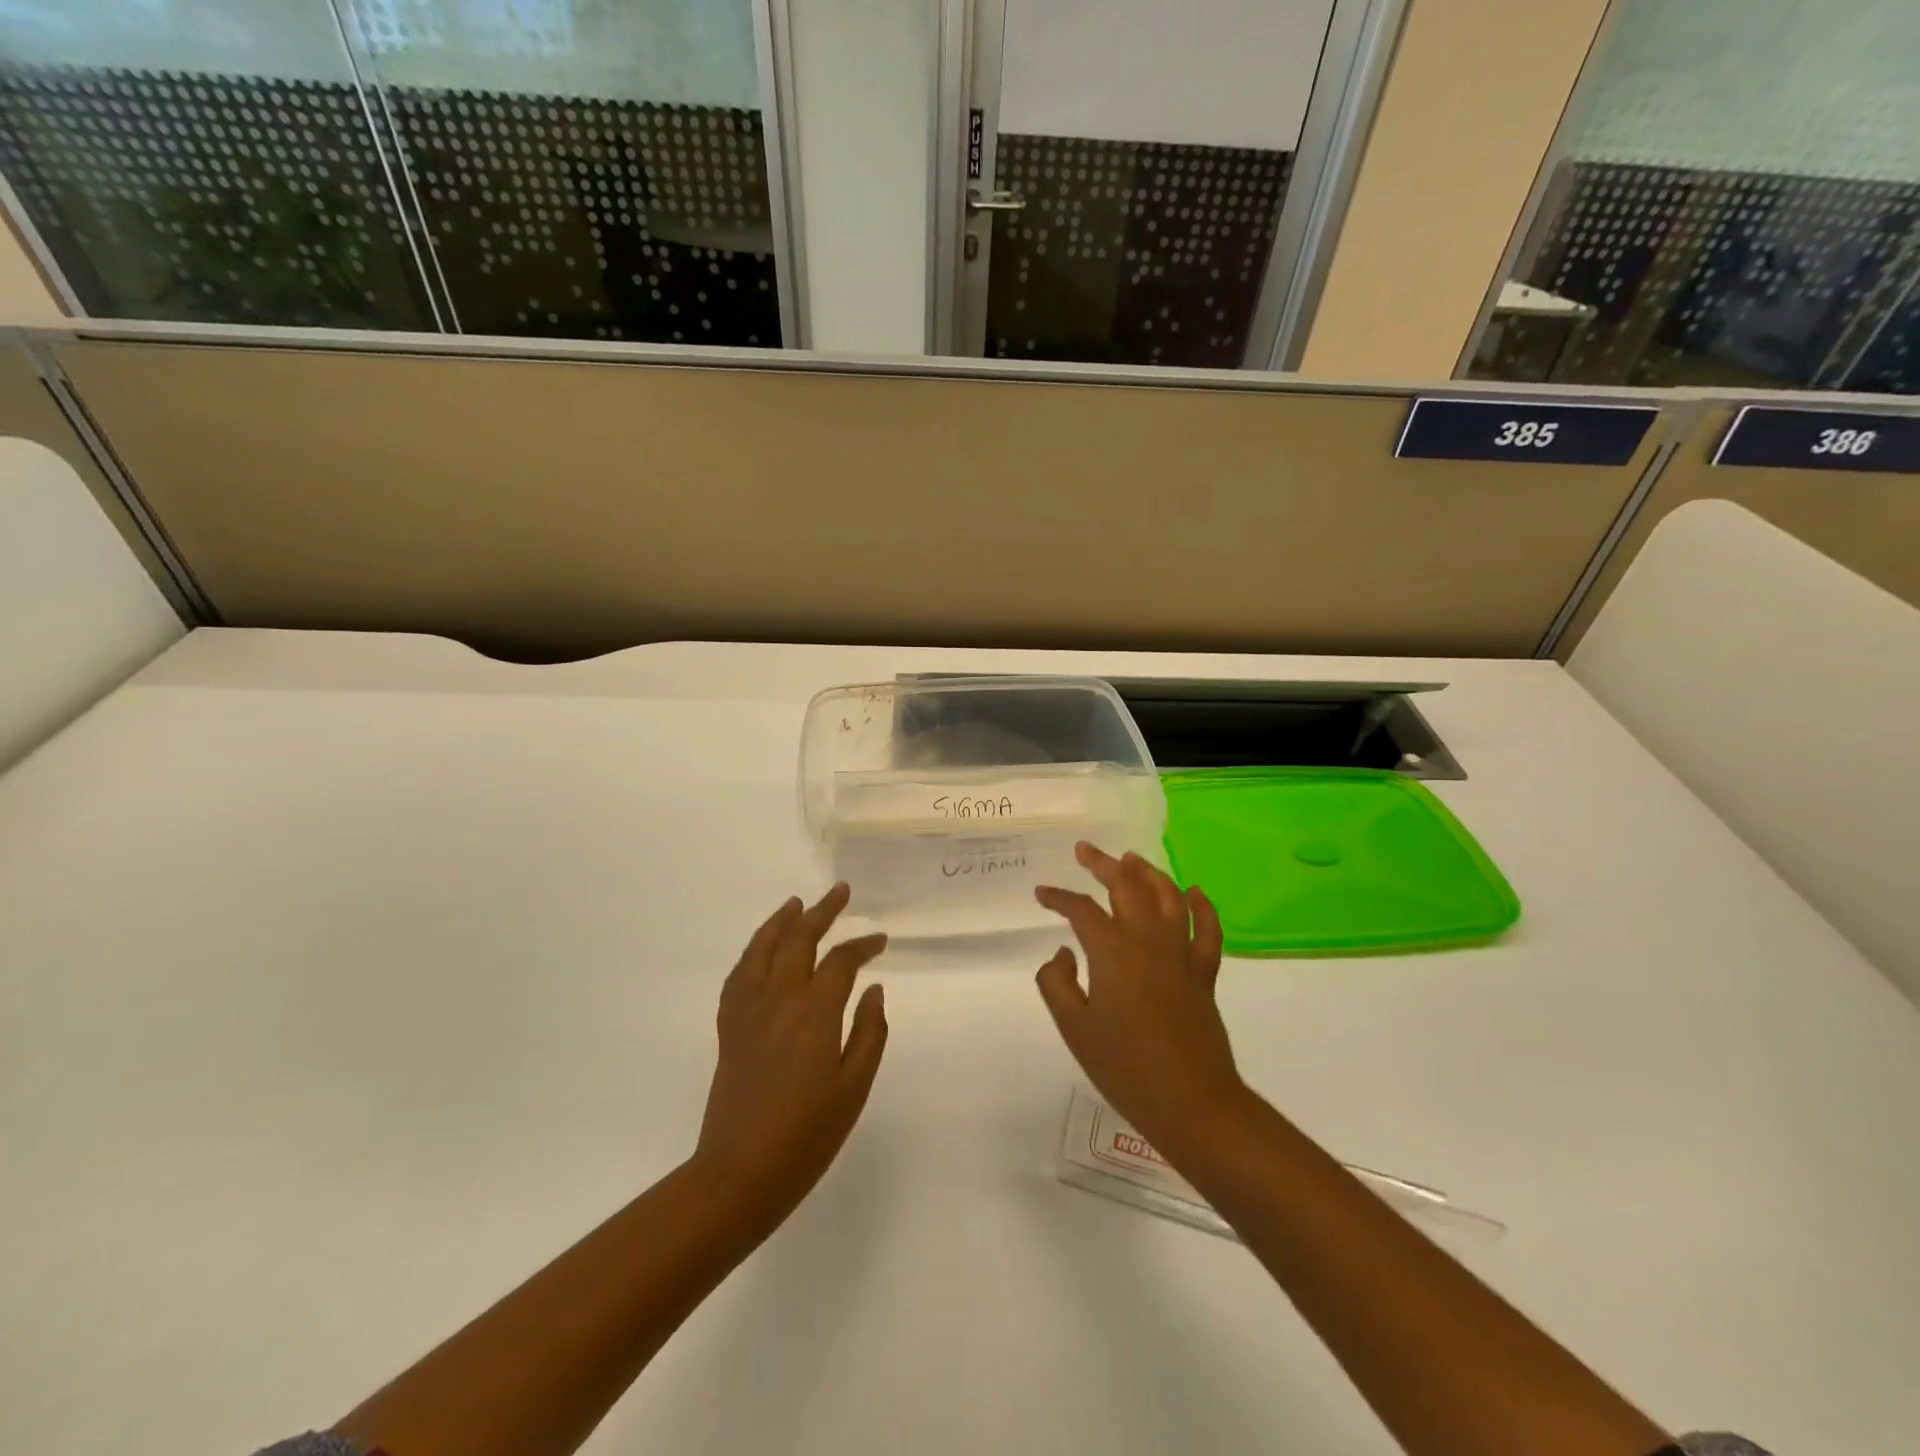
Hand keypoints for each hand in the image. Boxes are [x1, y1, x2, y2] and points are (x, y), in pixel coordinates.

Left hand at [692, 884, 888, 1230]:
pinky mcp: (729, 1027)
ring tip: (796, 903)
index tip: (880, 940)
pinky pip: (739, 974)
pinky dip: (754, 951)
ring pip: (762, 948)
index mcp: (814, 1013)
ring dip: (781, 921)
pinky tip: (761, 950)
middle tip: (840, 891)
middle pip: (798, 939)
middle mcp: (778, 999)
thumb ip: (869, 1033)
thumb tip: (873, 989)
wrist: (739, 1173)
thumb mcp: (854, 1088)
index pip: (841, 962)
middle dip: (822, 911)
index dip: (863, 945)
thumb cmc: (807, 1136)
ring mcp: (749, 1011)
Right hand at [1035, 843, 1244, 1160]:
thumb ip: (1058, 983)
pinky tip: (1194, 891)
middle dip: (1103, 865)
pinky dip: (1202, 906)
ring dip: (1148, 873)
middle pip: (1127, 887)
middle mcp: (1148, 940)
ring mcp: (1181, 954)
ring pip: (1168, 896)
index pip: (1082, 910)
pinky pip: (1207, 929)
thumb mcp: (1075, 1028)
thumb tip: (1064, 953)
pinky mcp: (1204, 973)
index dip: (1059, 898)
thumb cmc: (1125, 1068)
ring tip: (1131, 858)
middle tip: (1085, 851)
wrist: (1191, 1102)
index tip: (1042, 894)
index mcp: (1112, 951)